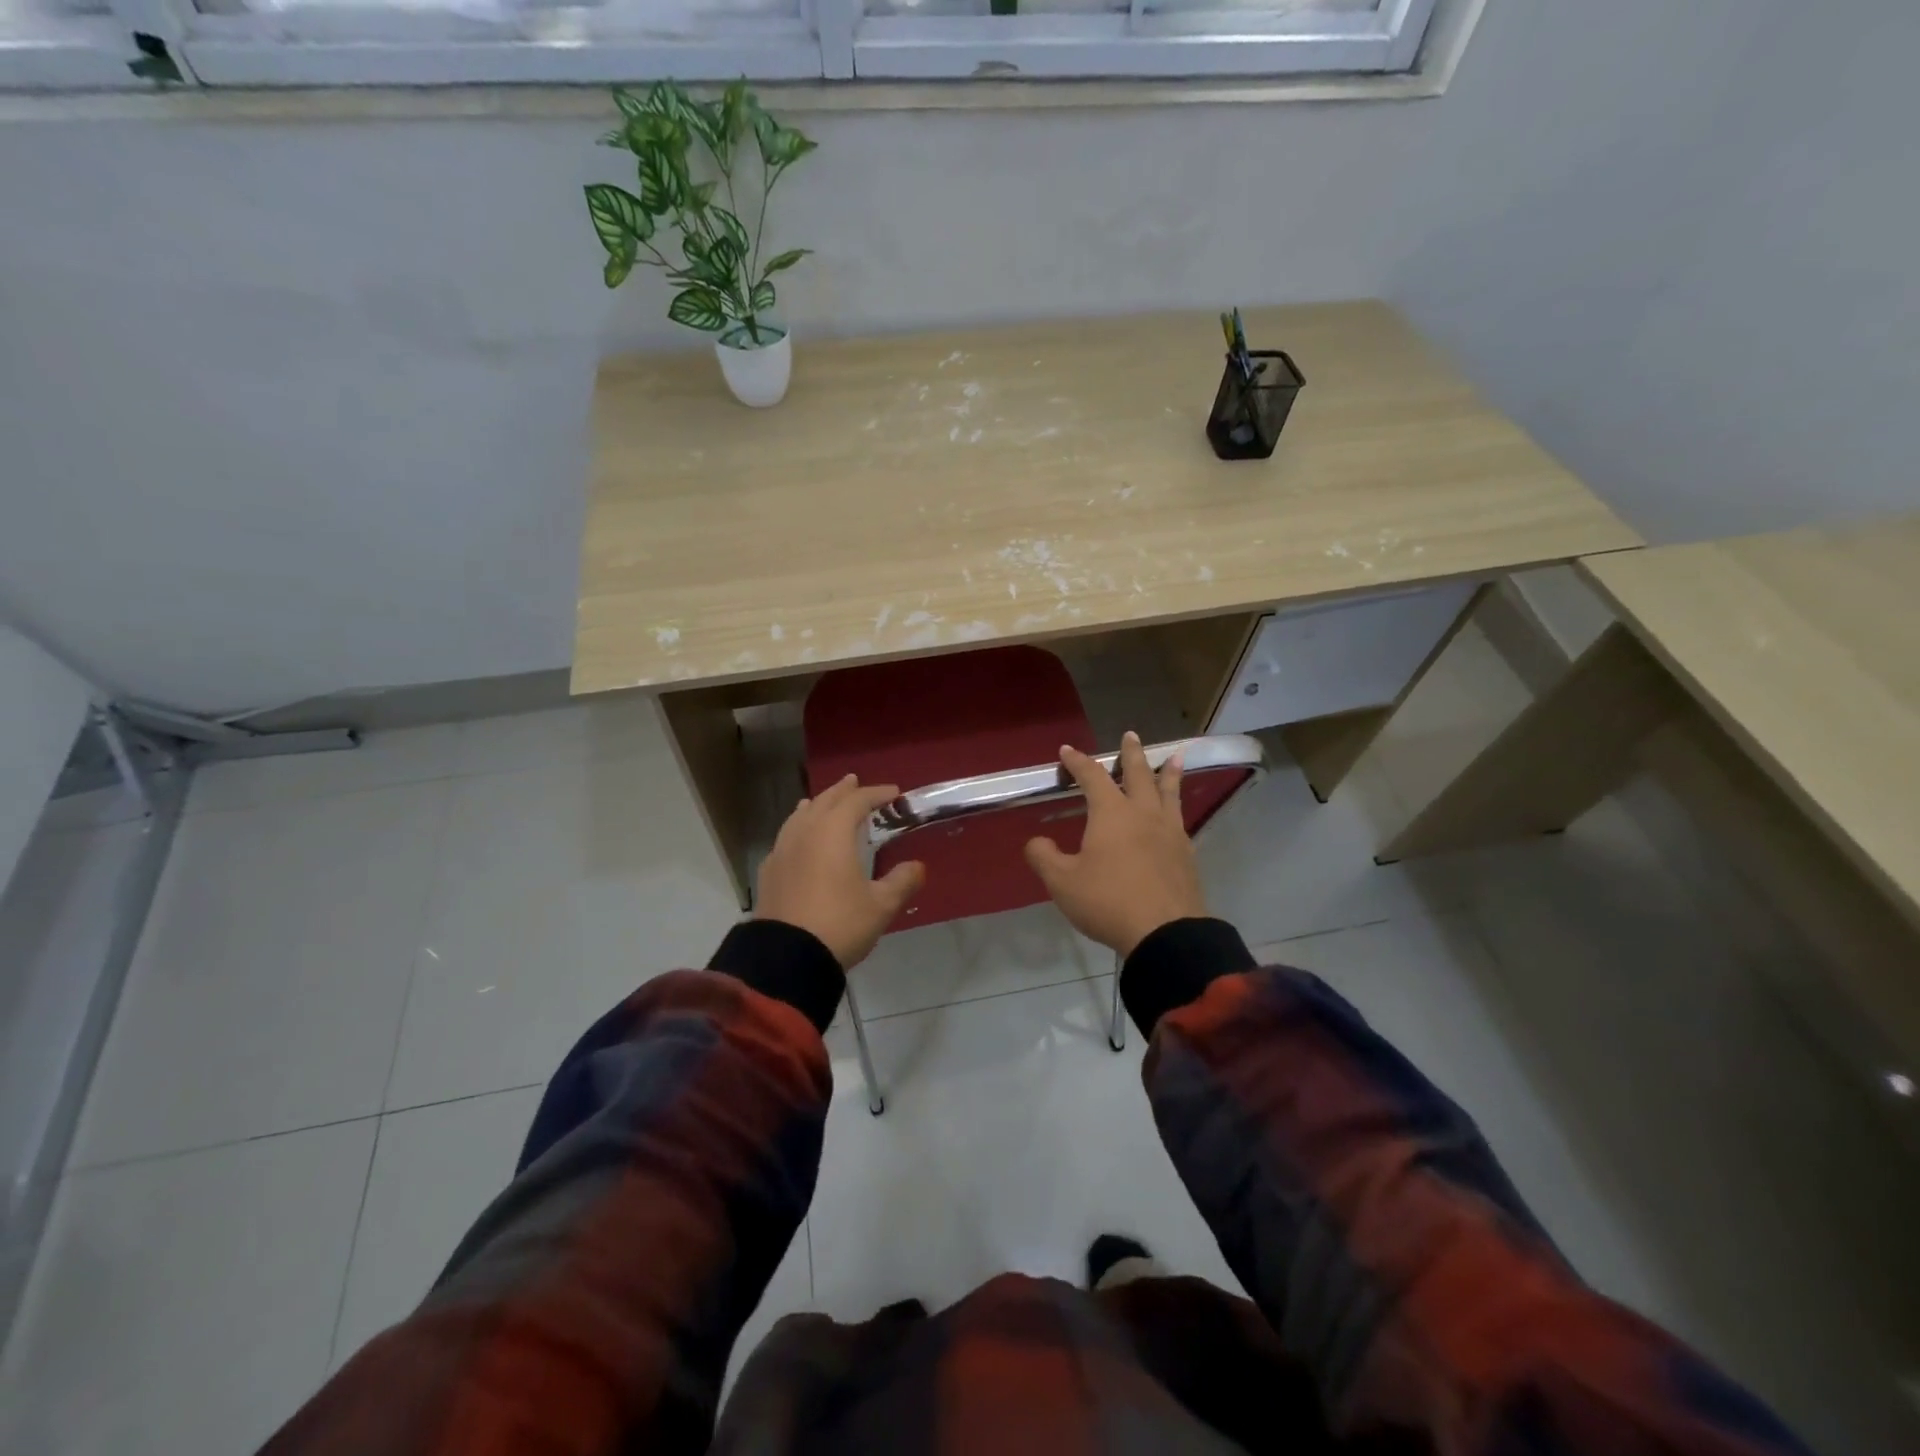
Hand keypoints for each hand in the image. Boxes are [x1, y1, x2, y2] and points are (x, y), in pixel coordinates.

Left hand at [755, 774, 925, 969]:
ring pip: (800, 816)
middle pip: (825, 801)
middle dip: (843, 791)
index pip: (856, 802)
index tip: (894, 793)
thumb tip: (917, 867)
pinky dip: (798, 827)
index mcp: (833, 832)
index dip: (876, 794)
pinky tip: (800, 840)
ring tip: (823, 802)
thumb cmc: (840, 923)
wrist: (786, 958)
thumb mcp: (881, 906)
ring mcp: (782, 850)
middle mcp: (805, 832)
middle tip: (855, 783)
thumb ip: (902, 881)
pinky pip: (786, 836)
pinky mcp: (769, 871)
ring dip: (816, 805)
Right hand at [1024, 731, 1206, 957]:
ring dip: (1168, 772)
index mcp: (1111, 814)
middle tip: (1130, 735)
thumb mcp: (1063, 882)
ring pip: (1169, 792)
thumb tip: (1035, 841)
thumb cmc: (1108, 901)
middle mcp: (1143, 813)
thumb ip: (1044, 857)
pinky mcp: (1186, 853)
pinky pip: (1180, 818)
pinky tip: (1177, 814)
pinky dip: (1177, 805)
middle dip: (1130, 753)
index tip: (1067, 750)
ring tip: (1174, 757)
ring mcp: (1170, 832)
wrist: (1166, 933)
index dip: (1078, 762)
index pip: (1092, 777)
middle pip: (1137, 774)